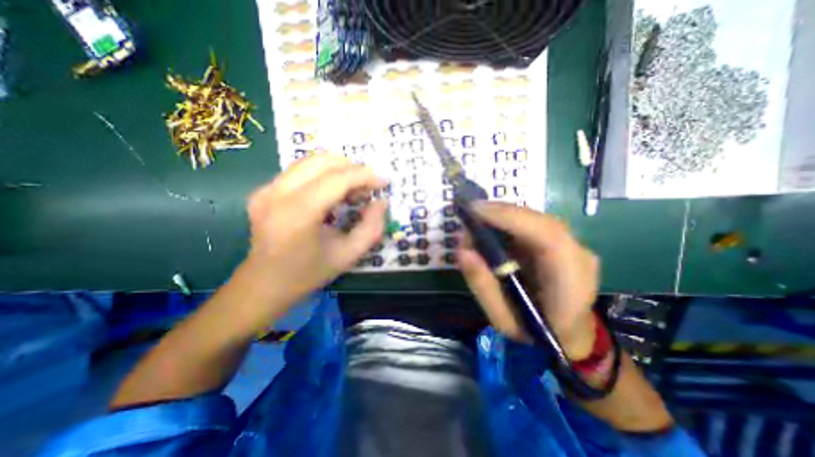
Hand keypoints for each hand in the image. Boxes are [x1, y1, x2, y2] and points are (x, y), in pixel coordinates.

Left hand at [244, 155, 385, 305]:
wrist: (264, 284)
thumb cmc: (309, 273)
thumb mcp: (349, 255)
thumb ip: (372, 227)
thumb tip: (381, 201)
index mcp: (298, 214)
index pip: (337, 179)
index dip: (364, 176)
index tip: (382, 183)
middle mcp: (277, 194)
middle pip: (323, 162)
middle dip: (353, 170)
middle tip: (366, 189)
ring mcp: (266, 189)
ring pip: (311, 161)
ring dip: (338, 170)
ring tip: (351, 191)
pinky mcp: (263, 190)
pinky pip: (300, 170)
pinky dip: (323, 175)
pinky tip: (331, 194)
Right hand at [458, 203, 596, 360]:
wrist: (572, 335)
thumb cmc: (538, 334)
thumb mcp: (503, 320)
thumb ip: (483, 286)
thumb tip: (462, 251)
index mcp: (571, 282)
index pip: (547, 236)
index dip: (510, 217)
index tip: (475, 211)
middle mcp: (578, 256)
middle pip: (539, 221)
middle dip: (500, 212)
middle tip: (469, 212)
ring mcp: (574, 246)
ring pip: (535, 219)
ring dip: (503, 215)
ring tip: (476, 218)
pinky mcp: (562, 243)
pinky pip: (533, 224)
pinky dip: (509, 221)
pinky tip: (492, 225)